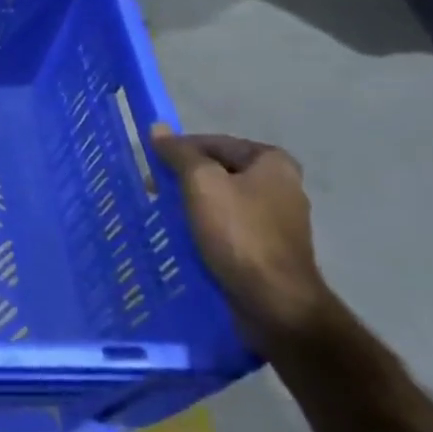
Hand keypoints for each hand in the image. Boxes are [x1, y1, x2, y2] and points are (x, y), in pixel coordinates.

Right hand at [150, 126, 337, 358]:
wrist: (274, 301)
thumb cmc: (238, 233)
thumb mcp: (201, 183)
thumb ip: (180, 153)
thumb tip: (158, 129)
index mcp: (272, 161)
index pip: (214, 142)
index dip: (179, 150)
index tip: (151, 166)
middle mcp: (281, 185)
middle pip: (219, 171)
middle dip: (184, 179)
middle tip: (154, 192)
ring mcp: (277, 219)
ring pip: (222, 200)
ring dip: (192, 204)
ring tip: (165, 215)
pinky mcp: (269, 247)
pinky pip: (229, 226)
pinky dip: (206, 227)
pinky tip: (186, 237)